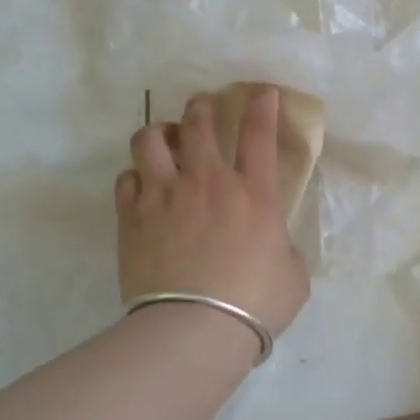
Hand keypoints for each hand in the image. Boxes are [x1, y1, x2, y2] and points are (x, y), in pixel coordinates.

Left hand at [116, 86, 309, 337]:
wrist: (195, 328)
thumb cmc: (255, 303)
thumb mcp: (293, 275)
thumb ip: (284, 250)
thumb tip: (273, 246)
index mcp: (254, 195)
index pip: (259, 135)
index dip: (263, 105)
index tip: (262, 90)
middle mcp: (207, 183)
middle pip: (199, 124)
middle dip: (202, 107)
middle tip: (204, 108)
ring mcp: (165, 197)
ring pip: (150, 140)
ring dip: (160, 133)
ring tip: (165, 140)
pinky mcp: (132, 218)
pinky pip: (126, 180)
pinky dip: (135, 177)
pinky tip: (142, 186)